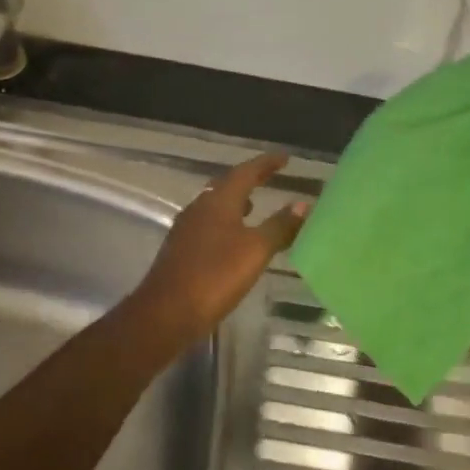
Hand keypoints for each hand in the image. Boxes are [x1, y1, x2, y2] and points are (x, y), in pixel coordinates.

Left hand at [129, 153, 309, 332]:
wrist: (166, 312)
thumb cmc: (215, 276)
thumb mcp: (255, 250)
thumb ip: (279, 226)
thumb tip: (303, 204)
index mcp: (219, 201)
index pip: (246, 172)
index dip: (266, 163)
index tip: (285, 158)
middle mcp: (200, 207)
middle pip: (228, 185)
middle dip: (250, 179)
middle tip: (271, 176)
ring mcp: (187, 228)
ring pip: (216, 205)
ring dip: (236, 201)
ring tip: (255, 206)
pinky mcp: (181, 249)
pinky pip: (209, 224)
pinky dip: (227, 222)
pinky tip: (234, 239)